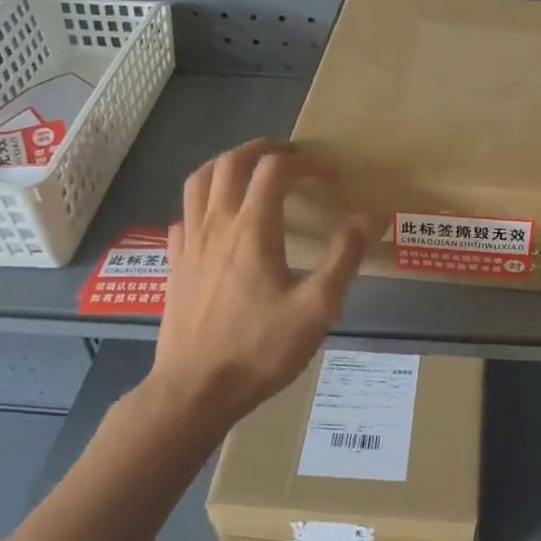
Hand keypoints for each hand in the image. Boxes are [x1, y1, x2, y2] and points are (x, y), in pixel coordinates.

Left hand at [140, 138, 370, 432]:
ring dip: (225, 165)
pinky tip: (214, 222)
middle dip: (260, 150)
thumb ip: (343, 258)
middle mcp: (217, 225)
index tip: (327, 177)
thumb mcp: (317, 308)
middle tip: (286, 155)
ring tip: (247, 172)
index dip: (303, 163)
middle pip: (230, 163)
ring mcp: (189, 245)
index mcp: (253, 229)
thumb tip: (366, 217)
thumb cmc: (259, 349)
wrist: (194, 391)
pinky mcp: (174, 267)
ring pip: (197, 183)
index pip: (274, 170)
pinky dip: (201, 205)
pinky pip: (183, 218)